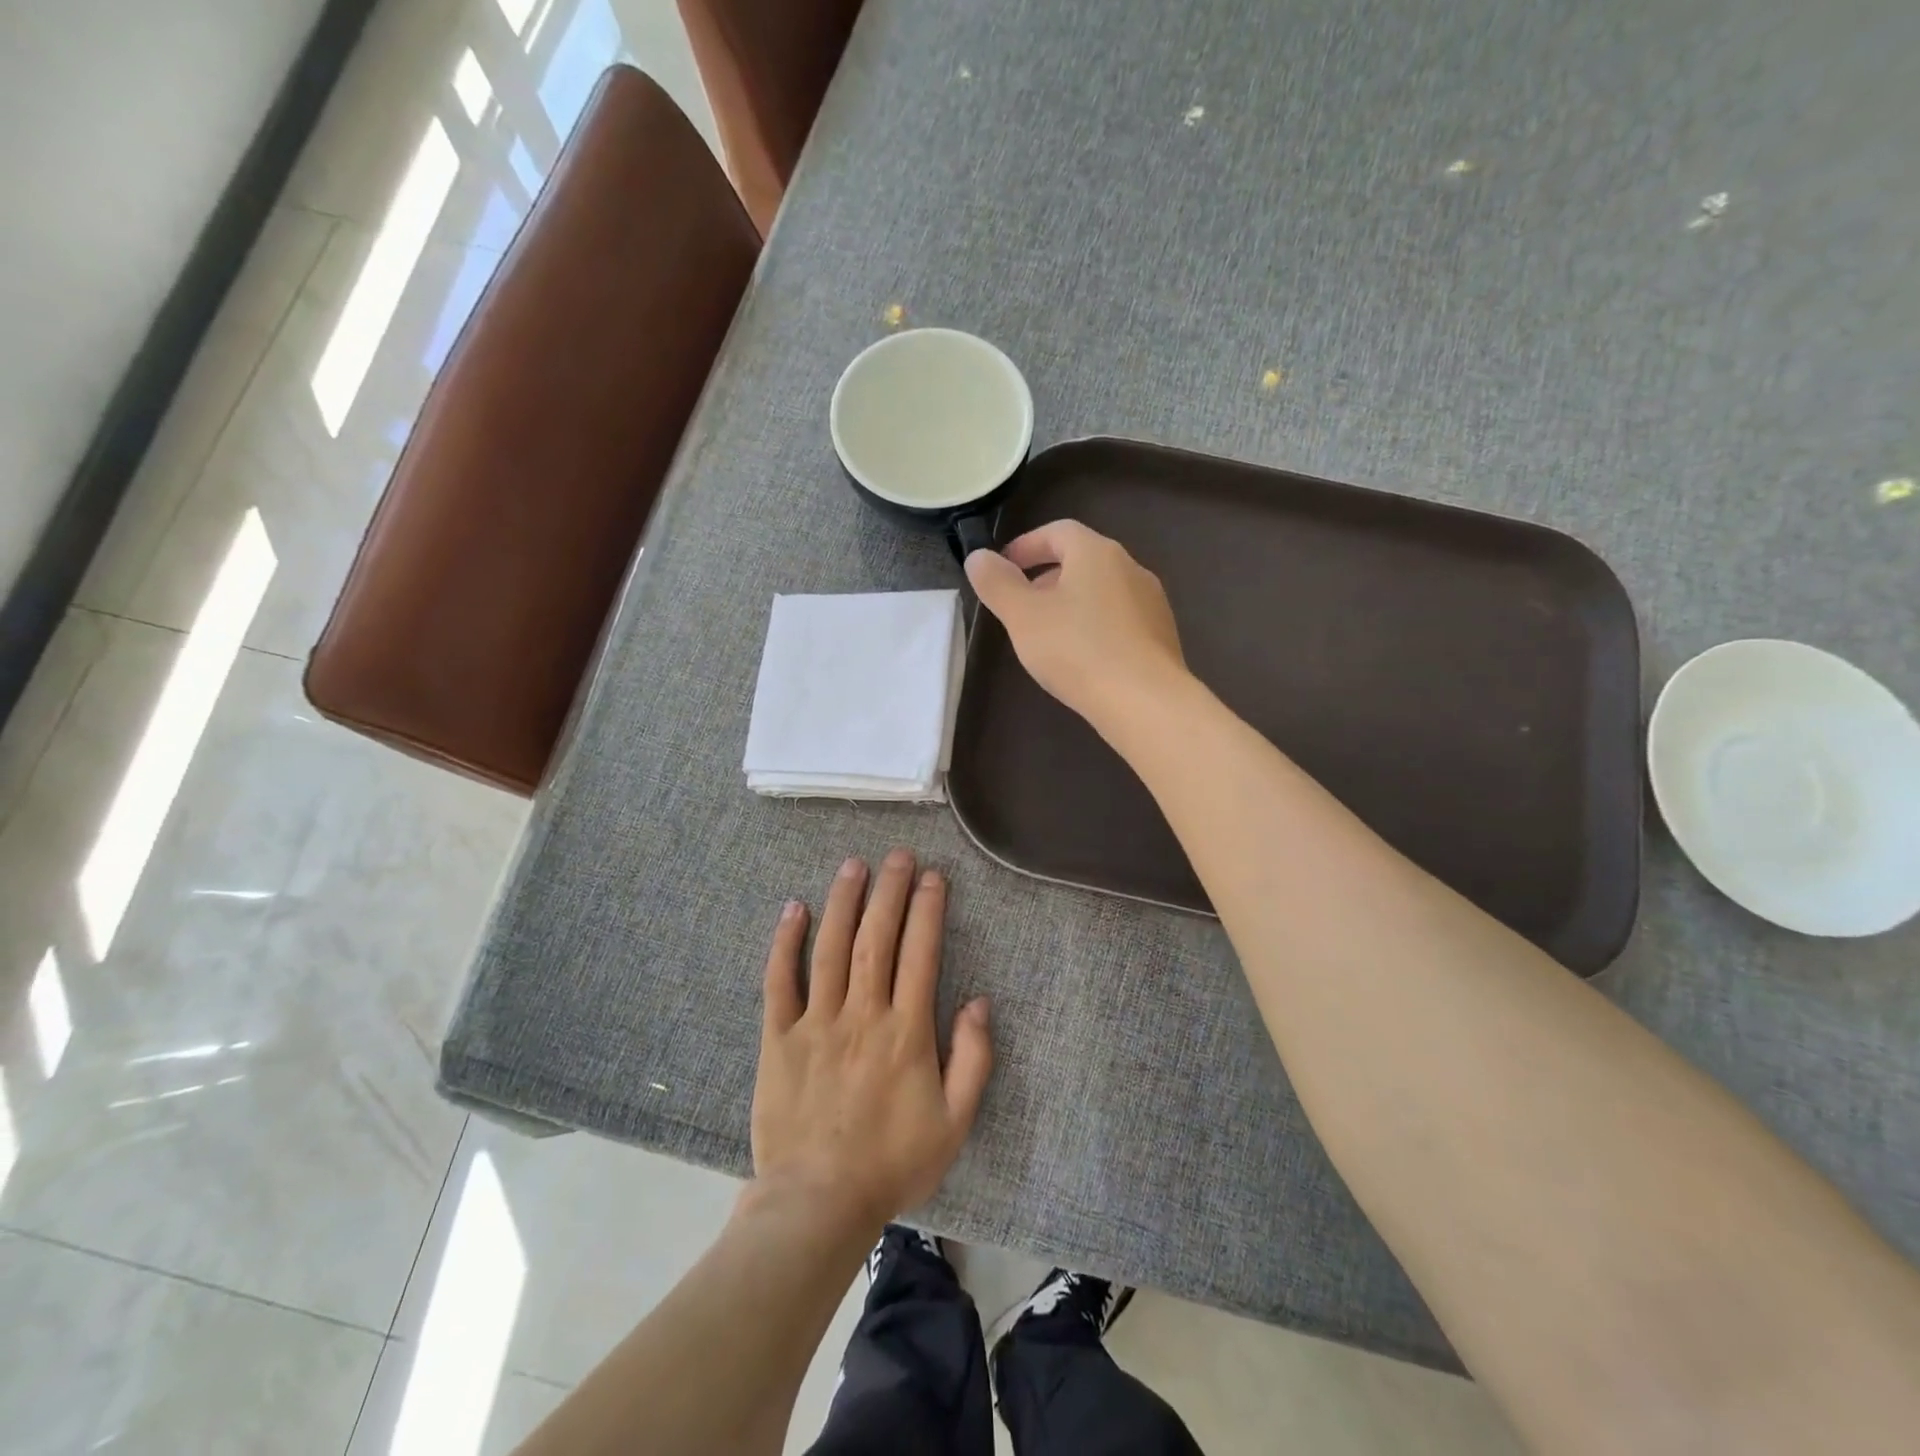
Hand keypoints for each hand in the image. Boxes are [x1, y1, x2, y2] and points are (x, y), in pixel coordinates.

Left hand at [750, 850, 993, 1236]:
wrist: (817, 1203)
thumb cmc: (892, 1163)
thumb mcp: (954, 1122)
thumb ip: (973, 1060)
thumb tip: (979, 1002)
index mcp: (906, 1031)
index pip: (920, 953)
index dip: (928, 910)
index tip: (933, 877)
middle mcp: (862, 1014)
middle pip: (877, 939)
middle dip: (889, 891)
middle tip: (897, 855)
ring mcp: (816, 1022)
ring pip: (830, 948)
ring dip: (843, 902)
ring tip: (853, 865)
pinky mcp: (778, 1037)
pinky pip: (779, 981)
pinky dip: (785, 943)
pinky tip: (794, 909)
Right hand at [965, 520, 1187, 733]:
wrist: (1145, 701)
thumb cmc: (1077, 650)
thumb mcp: (1022, 616)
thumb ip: (997, 583)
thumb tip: (978, 557)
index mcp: (1096, 552)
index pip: (1057, 531)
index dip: (1026, 545)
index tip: (1002, 567)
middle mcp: (1130, 567)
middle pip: (1082, 559)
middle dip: (1046, 576)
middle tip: (1020, 604)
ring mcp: (1152, 602)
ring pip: (1102, 590)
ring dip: (1071, 602)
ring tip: (1048, 634)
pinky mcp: (1161, 635)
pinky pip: (1119, 618)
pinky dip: (1095, 625)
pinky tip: (1082, 657)